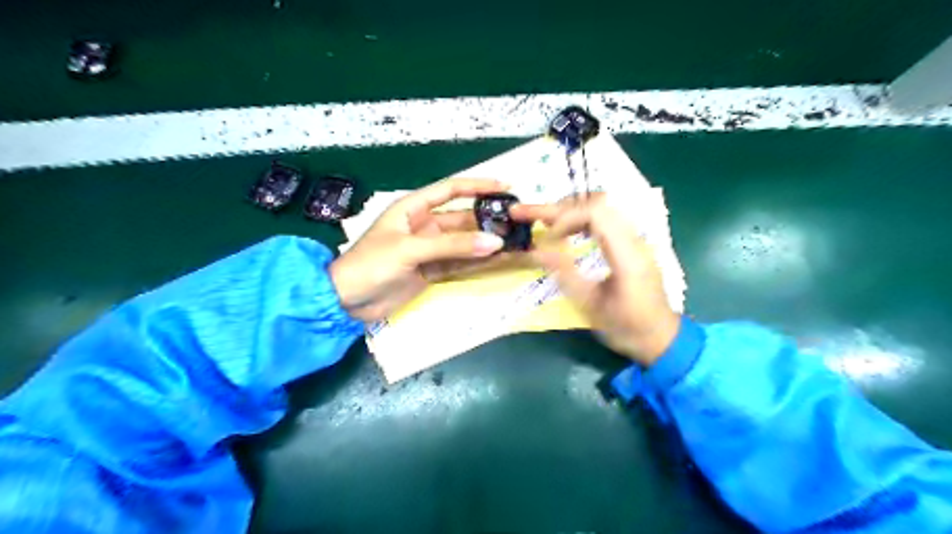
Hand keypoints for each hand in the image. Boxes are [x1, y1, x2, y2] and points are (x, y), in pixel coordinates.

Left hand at [333, 178, 516, 321]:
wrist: (346, 301)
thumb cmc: (371, 264)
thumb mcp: (410, 249)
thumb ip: (453, 246)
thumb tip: (495, 242)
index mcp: (413, 208)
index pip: (450, 190)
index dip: (477, 186)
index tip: (505, 187)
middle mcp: (424, 225)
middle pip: (462, 219)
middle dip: (488, 221)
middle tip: (517, 223)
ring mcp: (429, 250)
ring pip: (464, 244)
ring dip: (486, 244)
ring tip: (515, 243)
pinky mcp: (431, 271)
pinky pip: (459, 264)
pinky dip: (477, 263)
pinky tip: (498, 261)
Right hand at [517, 196, 680, 367]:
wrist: (661, 338)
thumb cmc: (626, 327)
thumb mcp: (591, 305)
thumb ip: (564, 274)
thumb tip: (536, 250)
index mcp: (627, 254)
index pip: (595, 213)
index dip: (565, 218)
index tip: (546, 238)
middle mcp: (634, 239)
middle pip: (596, 203)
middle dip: (559, 207)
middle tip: (528, 215)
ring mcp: (635, 238)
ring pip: (600, 206)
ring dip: (568, 210)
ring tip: (542, 220)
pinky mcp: (631, 243)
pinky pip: (604, 217)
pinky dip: (579, 218)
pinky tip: (564, 230)